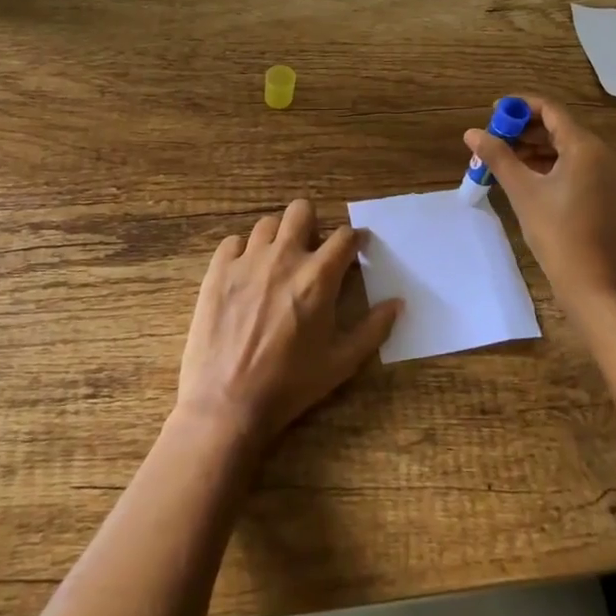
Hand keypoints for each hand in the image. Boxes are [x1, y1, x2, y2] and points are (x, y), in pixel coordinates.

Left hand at [177, 199, 401, 444]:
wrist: (226, 405)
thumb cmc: (289, 385)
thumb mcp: (341, 363)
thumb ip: (374, 329)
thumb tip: (398, 303)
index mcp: (318, 277)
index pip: (345, 236)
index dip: (354, 240)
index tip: (355, 250)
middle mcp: (284, 258)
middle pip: (302, 211)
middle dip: (313, 224)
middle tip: (312, 250)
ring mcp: (247, 261)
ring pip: (267, 224)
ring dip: (278, 238)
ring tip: (277, 263)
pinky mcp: (217, 272)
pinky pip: (232, 243)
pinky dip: (242, 253)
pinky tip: (245, 274)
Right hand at [465, 95, 615, 318]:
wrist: (596, 288)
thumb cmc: (558, 235)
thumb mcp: (523, 192)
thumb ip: (497, 157)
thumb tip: (472, 133)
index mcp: (587, 147)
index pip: (551, 110)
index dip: (520, 106)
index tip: (493, 113)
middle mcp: (604, 154)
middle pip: (560, 128)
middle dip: (525, 130)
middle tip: (494, 139)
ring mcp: (611, 176)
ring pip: (568, 149)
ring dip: (536, 149)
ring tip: (504, 160)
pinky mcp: (610, 195)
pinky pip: (578, 167)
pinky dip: (552, 166)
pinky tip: (528, 179)